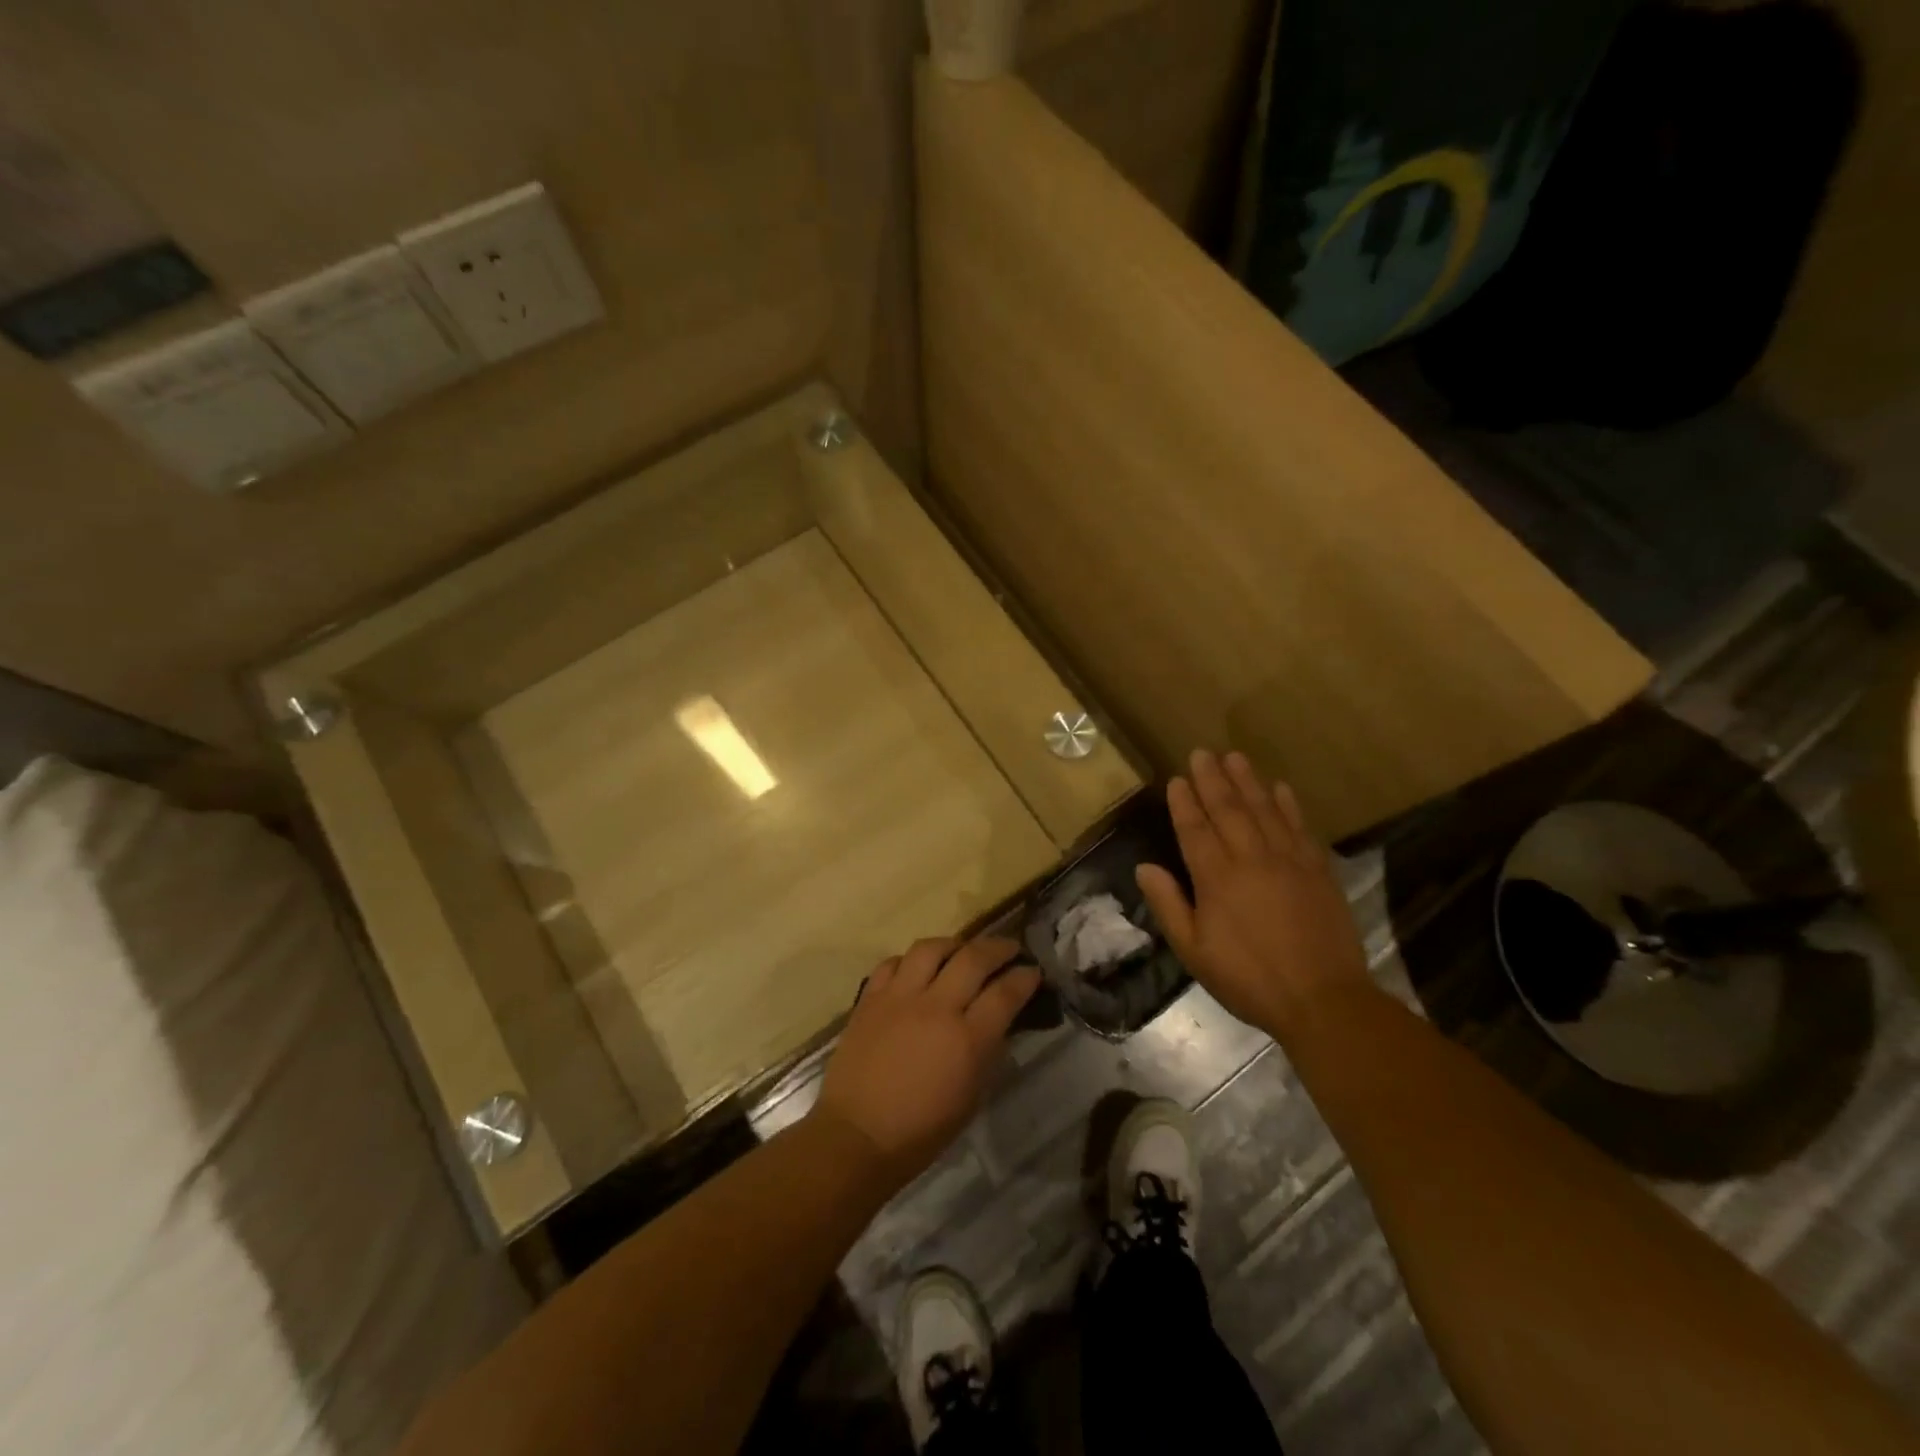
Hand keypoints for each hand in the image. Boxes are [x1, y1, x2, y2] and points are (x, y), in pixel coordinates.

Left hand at [814, 936, 1040, 1180]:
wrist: (857, 1136)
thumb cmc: (921, 1131)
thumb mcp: (971, 1097)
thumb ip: (987, 1052)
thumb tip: (998, 1022)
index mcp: (967, 1039)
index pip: (1005, 993)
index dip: (1024, 977)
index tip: (1032, 971)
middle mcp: (936, 1007)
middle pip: (973, 958)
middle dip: (998, 948)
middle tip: (1009, 948)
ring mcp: (899, 998)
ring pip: (931, 948)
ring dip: (953, 945)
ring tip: (961, 951)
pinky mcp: (870, 998)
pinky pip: (893, 962)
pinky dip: (910, 961)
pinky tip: (917, 969)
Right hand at [1136, 750, 1369, 1039]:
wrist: (1323, 1000)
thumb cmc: (1248, 978)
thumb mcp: (1194, 951)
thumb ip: (1168, 905)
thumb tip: (1144, 868)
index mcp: (1216, 878)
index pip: (1195, 829)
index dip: (1185, 803)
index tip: (1177, 779)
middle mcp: (1251, 859)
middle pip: (1228, 810)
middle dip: (1212, 780)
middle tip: (1202, 753)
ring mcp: (1288, 861)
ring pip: (1264, 810)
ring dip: (1248, 781)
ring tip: (1235, 757)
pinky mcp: (1318, 870)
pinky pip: (1299, 827)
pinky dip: (1288, 805)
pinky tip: (1280, 788)